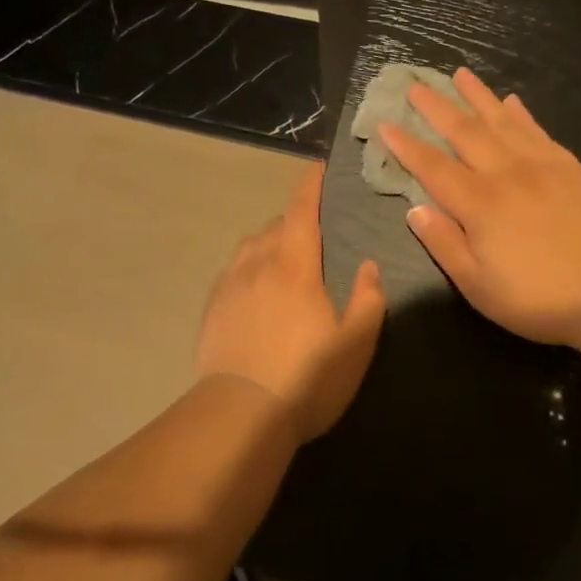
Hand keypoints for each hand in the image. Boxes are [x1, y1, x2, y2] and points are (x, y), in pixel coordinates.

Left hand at [195, 164, 386, 441]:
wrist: (240, 413)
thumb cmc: (306, 378)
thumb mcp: (355, 344)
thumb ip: (368, 300)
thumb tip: (368, 266)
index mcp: (295, 266)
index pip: (301, 212)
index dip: (310, 186)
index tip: (317, 167)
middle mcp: (258, 265)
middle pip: (274, 226)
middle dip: (293, 219)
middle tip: (312, 229)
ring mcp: (230, 286)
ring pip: (250, 246)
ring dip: (268, 241)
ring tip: (283, 256)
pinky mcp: (213, 308)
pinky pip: (232, 272)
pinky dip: (248, 267)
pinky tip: (254, 287)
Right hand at [378, 68, 580, 346]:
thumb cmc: (539, 297)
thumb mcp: (478, 285)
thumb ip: (444, 244)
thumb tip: (414, 209)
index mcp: (478, 204)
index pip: (432, 167)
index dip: (406, 146)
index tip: (386, 124)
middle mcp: (505, 174)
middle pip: (464, 132)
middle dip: (436, 107)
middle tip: (416, 85)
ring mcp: (542, 166)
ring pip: (502, 121)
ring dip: (477, 96)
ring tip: (460, 75)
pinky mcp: (572, 168)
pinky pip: (539, 131)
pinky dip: (521, 114)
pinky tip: (512, 101)